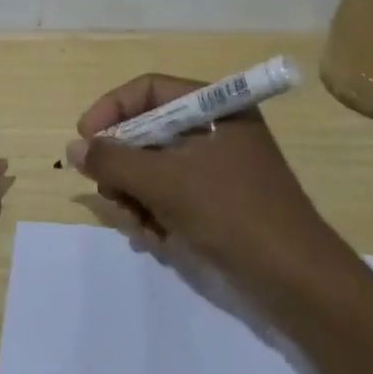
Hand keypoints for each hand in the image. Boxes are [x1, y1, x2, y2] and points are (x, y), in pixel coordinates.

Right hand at [66, 73, 330, 286]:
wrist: (298, 282)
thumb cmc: (232, 214)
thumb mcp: (165, 182)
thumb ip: (113, 160)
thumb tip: (74, 147)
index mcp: (214, 107)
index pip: (148, 91)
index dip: (111, 110)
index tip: (84, 142)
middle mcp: (216, 130)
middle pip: (147, 130)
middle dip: (122, 165)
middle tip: (109, 194)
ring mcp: (218, 167)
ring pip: (154, 167)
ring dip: (136, 195)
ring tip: (138, 226)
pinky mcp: (219, 201)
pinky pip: (171, 194)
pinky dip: (156, 212)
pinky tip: (155, 238)